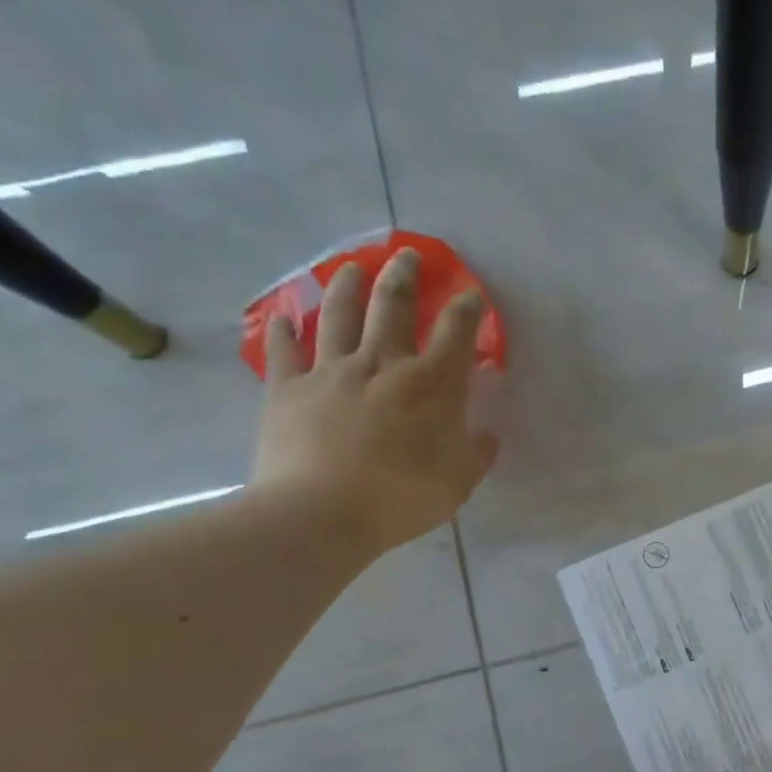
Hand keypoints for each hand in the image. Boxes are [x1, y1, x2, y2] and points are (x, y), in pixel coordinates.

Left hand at [251, 248, 499, 556]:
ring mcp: (330, 372)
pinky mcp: (287, 390)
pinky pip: (284, 352)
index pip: (456, 331)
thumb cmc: (401, 497)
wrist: (319, 515)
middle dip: (403, 276)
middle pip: (393, 306)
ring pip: (339, 315)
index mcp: (430, 383)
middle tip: (407, 255)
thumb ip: (477, 453)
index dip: (467, 308)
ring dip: (347, 287)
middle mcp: (382, 364)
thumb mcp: (459, 481)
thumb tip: (489, 434)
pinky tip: (283, 316)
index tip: (472, 294)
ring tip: (352, 267)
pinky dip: (283, 331)